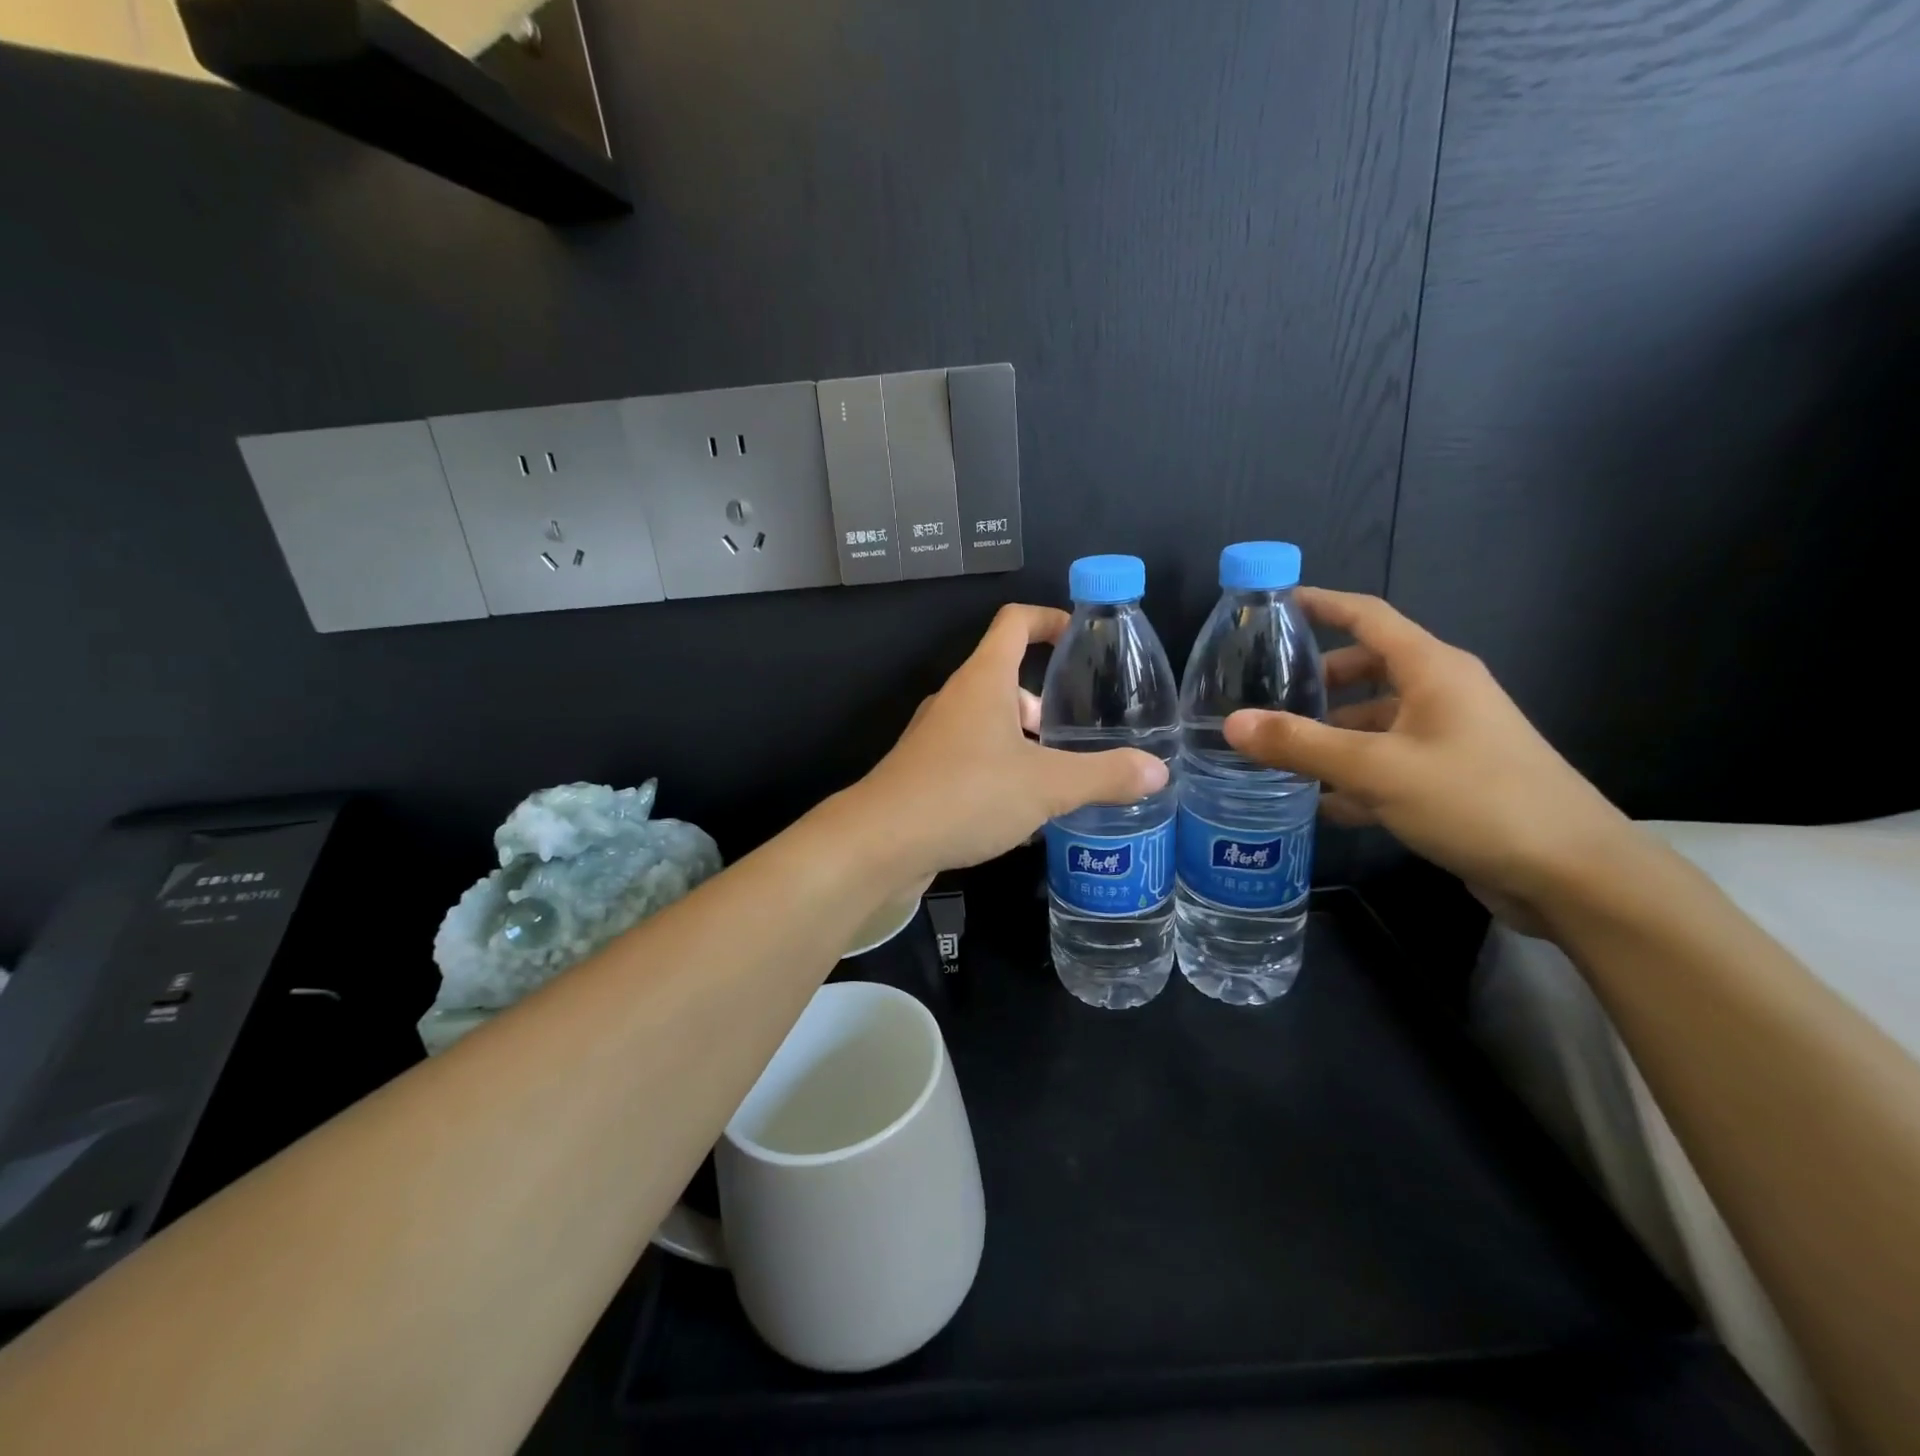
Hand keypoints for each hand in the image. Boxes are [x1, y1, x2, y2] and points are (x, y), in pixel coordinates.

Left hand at [853, 604, 1169, 878]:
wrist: (880, 843)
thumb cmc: (966, 794)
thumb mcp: (1047, 786)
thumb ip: (1104, 776)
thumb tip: (1157, 770)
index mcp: (983, 680)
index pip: (1015, 623)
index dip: (1049, 619)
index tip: (1081, 635)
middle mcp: (955, 700)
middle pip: (1006, 680)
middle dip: (1045, 704)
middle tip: (1079, 737)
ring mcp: (935, 738)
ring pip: (989, 726)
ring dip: (1024, 744)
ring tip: (1060, 780)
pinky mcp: (924, 774)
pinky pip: (973, 760)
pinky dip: (1001, 773)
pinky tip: (1022, 814)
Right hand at [1223, 588, 1631, 924]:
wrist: (1572, 875)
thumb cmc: (1475, 800)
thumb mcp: (1376, 769)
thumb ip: (1301, 745)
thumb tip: (1233, 723)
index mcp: (1431, 670)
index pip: (1367, 616)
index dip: (1321, 604)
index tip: (1273, 605)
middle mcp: (1441, 694)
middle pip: (1366, 670)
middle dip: (1316, 682)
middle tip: (1263, 698)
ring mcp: (1449, 738)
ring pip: (1374, 722)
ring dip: (1330, 736)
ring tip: (1278, 755)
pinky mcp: (1451, 779)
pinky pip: (1388, 763)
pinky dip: (1353, 775)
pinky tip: (1319, 802)